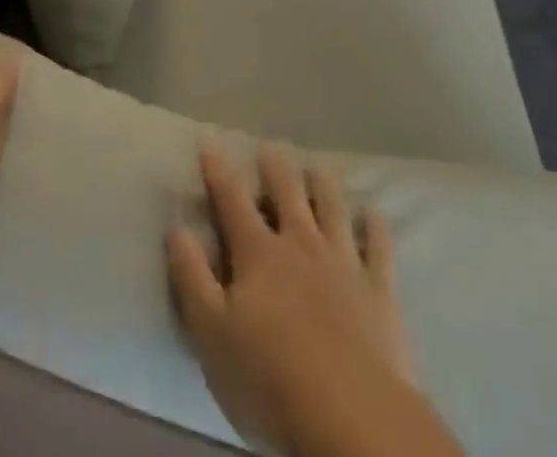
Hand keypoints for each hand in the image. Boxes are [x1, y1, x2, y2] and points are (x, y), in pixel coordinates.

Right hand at [169, 145, 454, 456]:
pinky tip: (374, 213)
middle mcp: (300, 244)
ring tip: (318, 165)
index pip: (232, 200)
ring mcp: (343, 262)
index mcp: (258, 253)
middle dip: (276, 168)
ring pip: (332, 209)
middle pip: (287, 194)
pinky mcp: (378, 290)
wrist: (350, 414)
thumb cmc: (269, 377)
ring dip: (324, 184)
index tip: (209, 141)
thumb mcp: (211, 333)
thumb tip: (177, 228)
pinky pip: (379, 248)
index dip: (218, 170)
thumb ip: (192, 277)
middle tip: (271, 146)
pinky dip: (376, 227)